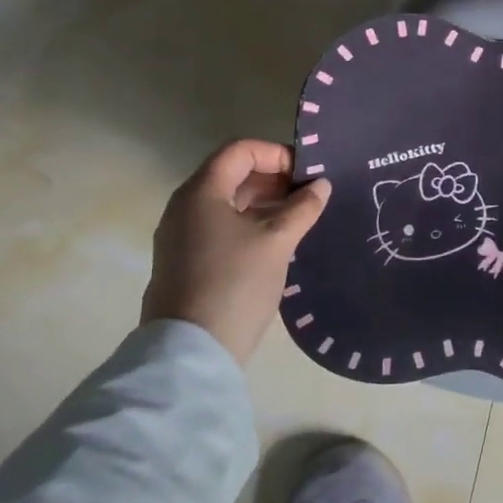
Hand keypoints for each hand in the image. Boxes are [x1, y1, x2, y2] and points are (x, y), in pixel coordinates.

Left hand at [141, 140, 331, 363]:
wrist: (191, 352)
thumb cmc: (235, 283)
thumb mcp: (277, 241)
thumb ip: (302, 208)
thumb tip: (321, 185)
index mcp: (202, 192)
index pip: (240, 150)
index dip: (276, 154)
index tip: (306, 175)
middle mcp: (184, 206)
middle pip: (231, 174)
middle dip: (272, 179)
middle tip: (308, 196)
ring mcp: (181, 236)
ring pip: (227, 203)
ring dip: (263, 203)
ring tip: (297, 219)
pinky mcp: (184, 261)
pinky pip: (219, 226)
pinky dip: (248, 224)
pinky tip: (275, 243)